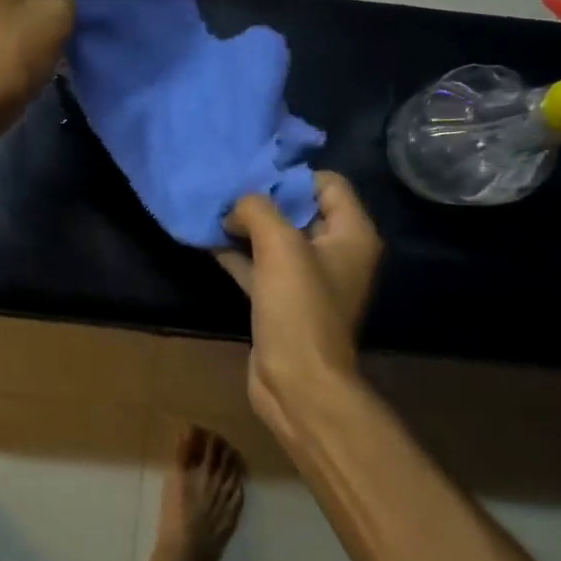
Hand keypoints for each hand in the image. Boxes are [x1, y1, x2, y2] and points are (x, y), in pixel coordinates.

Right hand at [220, 173, 383, 435]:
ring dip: (245, 226)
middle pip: (299, 209)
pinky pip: (260, 265)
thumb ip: (257, 210)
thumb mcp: (280, 246)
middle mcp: (335, 252)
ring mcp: (308, 279)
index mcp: (352, 234)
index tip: (254, 178)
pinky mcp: (283, 301)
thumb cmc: (299, 309)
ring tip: (211, 210)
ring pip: (275, 238)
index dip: (291, 177)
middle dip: (262, 199)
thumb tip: (236, 207)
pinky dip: (238, 253)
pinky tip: (207, 241)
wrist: (298, 383)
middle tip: (226, 190)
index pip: (328, 183)